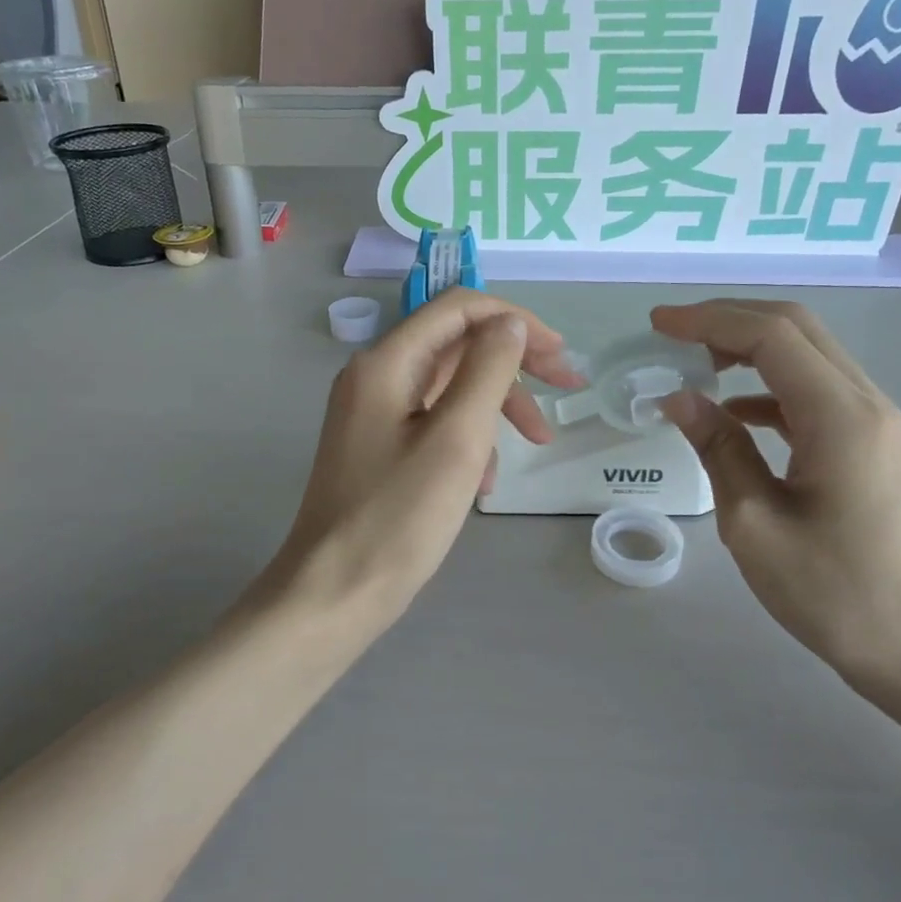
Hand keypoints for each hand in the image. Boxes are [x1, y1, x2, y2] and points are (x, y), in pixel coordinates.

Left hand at [258, 291, 581, 620]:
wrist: (334, 593)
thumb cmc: (398, 517)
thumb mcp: (457, 439)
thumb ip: (487, 371)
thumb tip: (509, 323)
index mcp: (386, 362)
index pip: (459, 309)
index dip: (516, 321)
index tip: (560, 356)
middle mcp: (375, 375)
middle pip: (457, 345)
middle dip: (514, 364)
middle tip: (566, 391)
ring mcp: (373, 411)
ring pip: (450, 386)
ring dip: (496, 406)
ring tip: (535, 444)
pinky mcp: (378, 445)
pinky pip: (434, 421)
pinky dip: (468, 438)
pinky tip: (484, 482)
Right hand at [651, 300, 900, 689]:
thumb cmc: (836, 594)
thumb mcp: (754, 524)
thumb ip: (717, 449)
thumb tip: (678, 398)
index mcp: (839, 416)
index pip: (771, 335)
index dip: (710, 320)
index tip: (658, 324)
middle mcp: (865, 403)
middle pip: (796, 329)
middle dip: (729, 319)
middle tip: (672, 334)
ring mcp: (874, 422)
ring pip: (807, 355)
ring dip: (749, 348)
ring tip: (694, 366)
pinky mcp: (871, 444)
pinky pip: (814, 391)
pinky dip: (768, 386)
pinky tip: (734, 412)